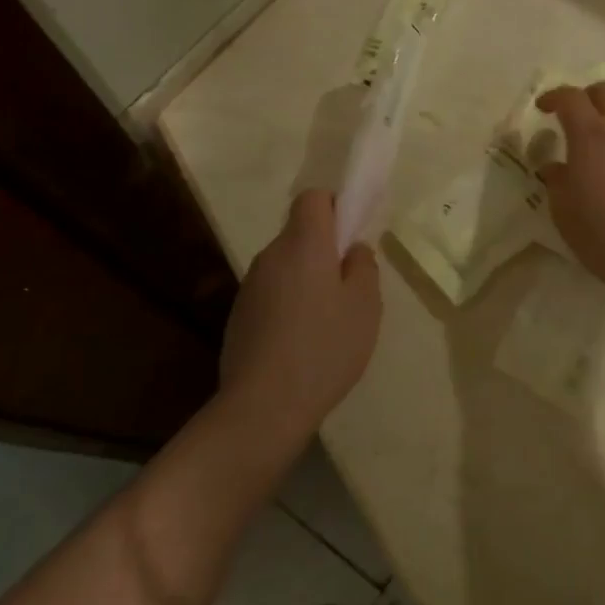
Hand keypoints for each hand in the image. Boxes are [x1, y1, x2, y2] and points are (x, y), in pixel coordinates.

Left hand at [220, 190, 379, 444]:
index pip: (313, 198)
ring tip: (327, 322)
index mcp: (303, 244)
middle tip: (349, 288)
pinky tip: (301, 343)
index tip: (351, 238)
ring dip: (306, 280)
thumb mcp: (365, 306)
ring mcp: (250, 286)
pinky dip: (288, 305)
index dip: (335, 207)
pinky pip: (272, 293)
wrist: (263, 406)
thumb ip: (363, 267)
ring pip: (286, 266)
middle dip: (324, 250)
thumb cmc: (324, 348)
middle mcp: (271, 255)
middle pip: (300, 233)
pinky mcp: (239, 315)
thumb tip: (352, 249)